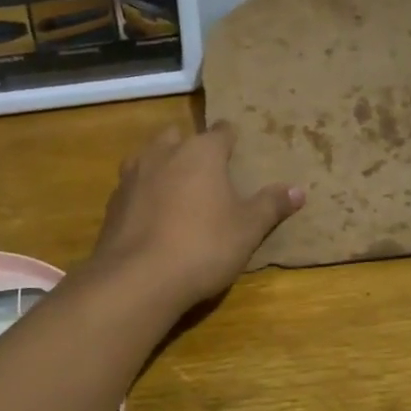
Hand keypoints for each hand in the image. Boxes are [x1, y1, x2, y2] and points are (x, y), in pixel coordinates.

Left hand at [89, 124, 302, 309]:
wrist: (138, 278)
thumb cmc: (203, 246)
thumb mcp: (247, 229)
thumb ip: (271, 206)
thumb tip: (298, 190)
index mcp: (201, 152)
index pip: (221, 132)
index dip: (231, 138)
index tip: (237, 147)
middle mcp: (163, 153)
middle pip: (178, 137)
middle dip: (191, 147)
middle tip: (206, 170)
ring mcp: (132, 176)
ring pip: (149, 157)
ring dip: (162, 166)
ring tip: (176, 188)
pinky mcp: (113, 203)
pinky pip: (133, 187)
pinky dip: (143, 194)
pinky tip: (152, 216)